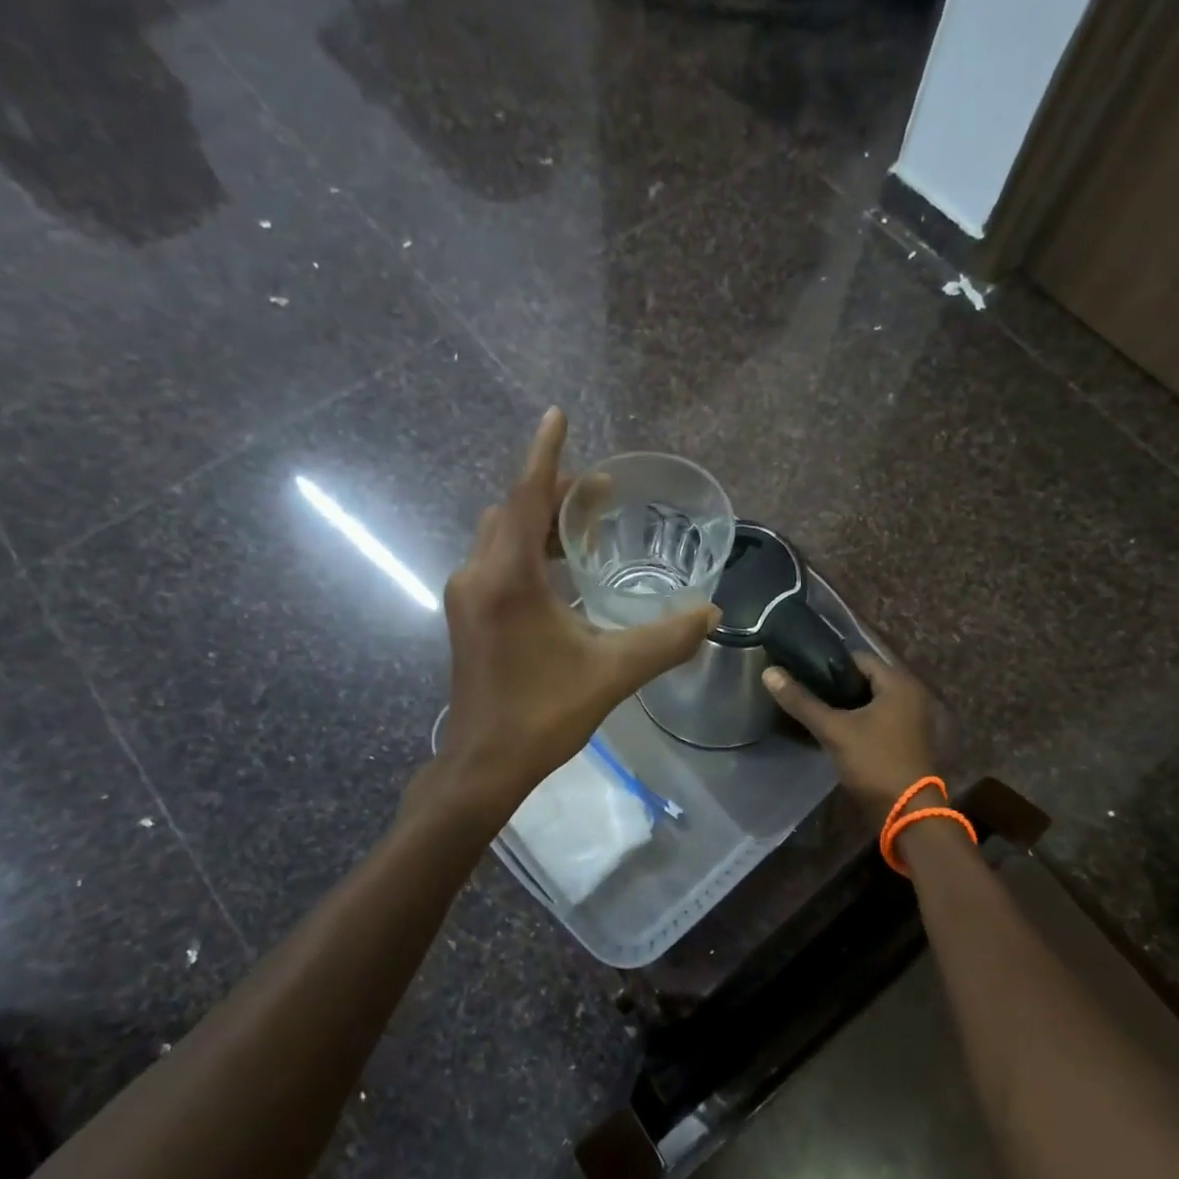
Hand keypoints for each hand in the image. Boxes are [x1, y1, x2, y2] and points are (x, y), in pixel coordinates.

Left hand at [436, 409, 717, 817]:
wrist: (484, 763)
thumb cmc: (544, 713)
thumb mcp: (612, 673)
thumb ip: (665, 640)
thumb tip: (712, 613)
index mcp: (509, 578)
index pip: (529, 497)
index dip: (546, 454)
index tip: (557, 414)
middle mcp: (479, 574)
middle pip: (515, 510)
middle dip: (556, 492)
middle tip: (603, 494)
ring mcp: (466, 594)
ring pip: (502, 535)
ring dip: (540, 522)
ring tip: (587, 528)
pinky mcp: (466, 614)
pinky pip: (496, 559)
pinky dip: (528, 549)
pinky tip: (561, 571)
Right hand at [762, 652, 938, 822]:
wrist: (907, 814)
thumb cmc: (874, 763)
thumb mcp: (834, 730)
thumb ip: (802, 701)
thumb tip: (769, 672)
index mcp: (899, 683)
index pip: (858, 658)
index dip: (828, 663)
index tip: (801, 672)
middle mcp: (910, 694)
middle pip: (864, 678)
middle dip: (835, 685)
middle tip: (804, 692)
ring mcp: (911, 717)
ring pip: (870, 699)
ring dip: (845, 703)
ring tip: (814, 709)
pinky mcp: (906, 737)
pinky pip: (877, 716)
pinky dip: (858, 718)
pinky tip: (834, 728)